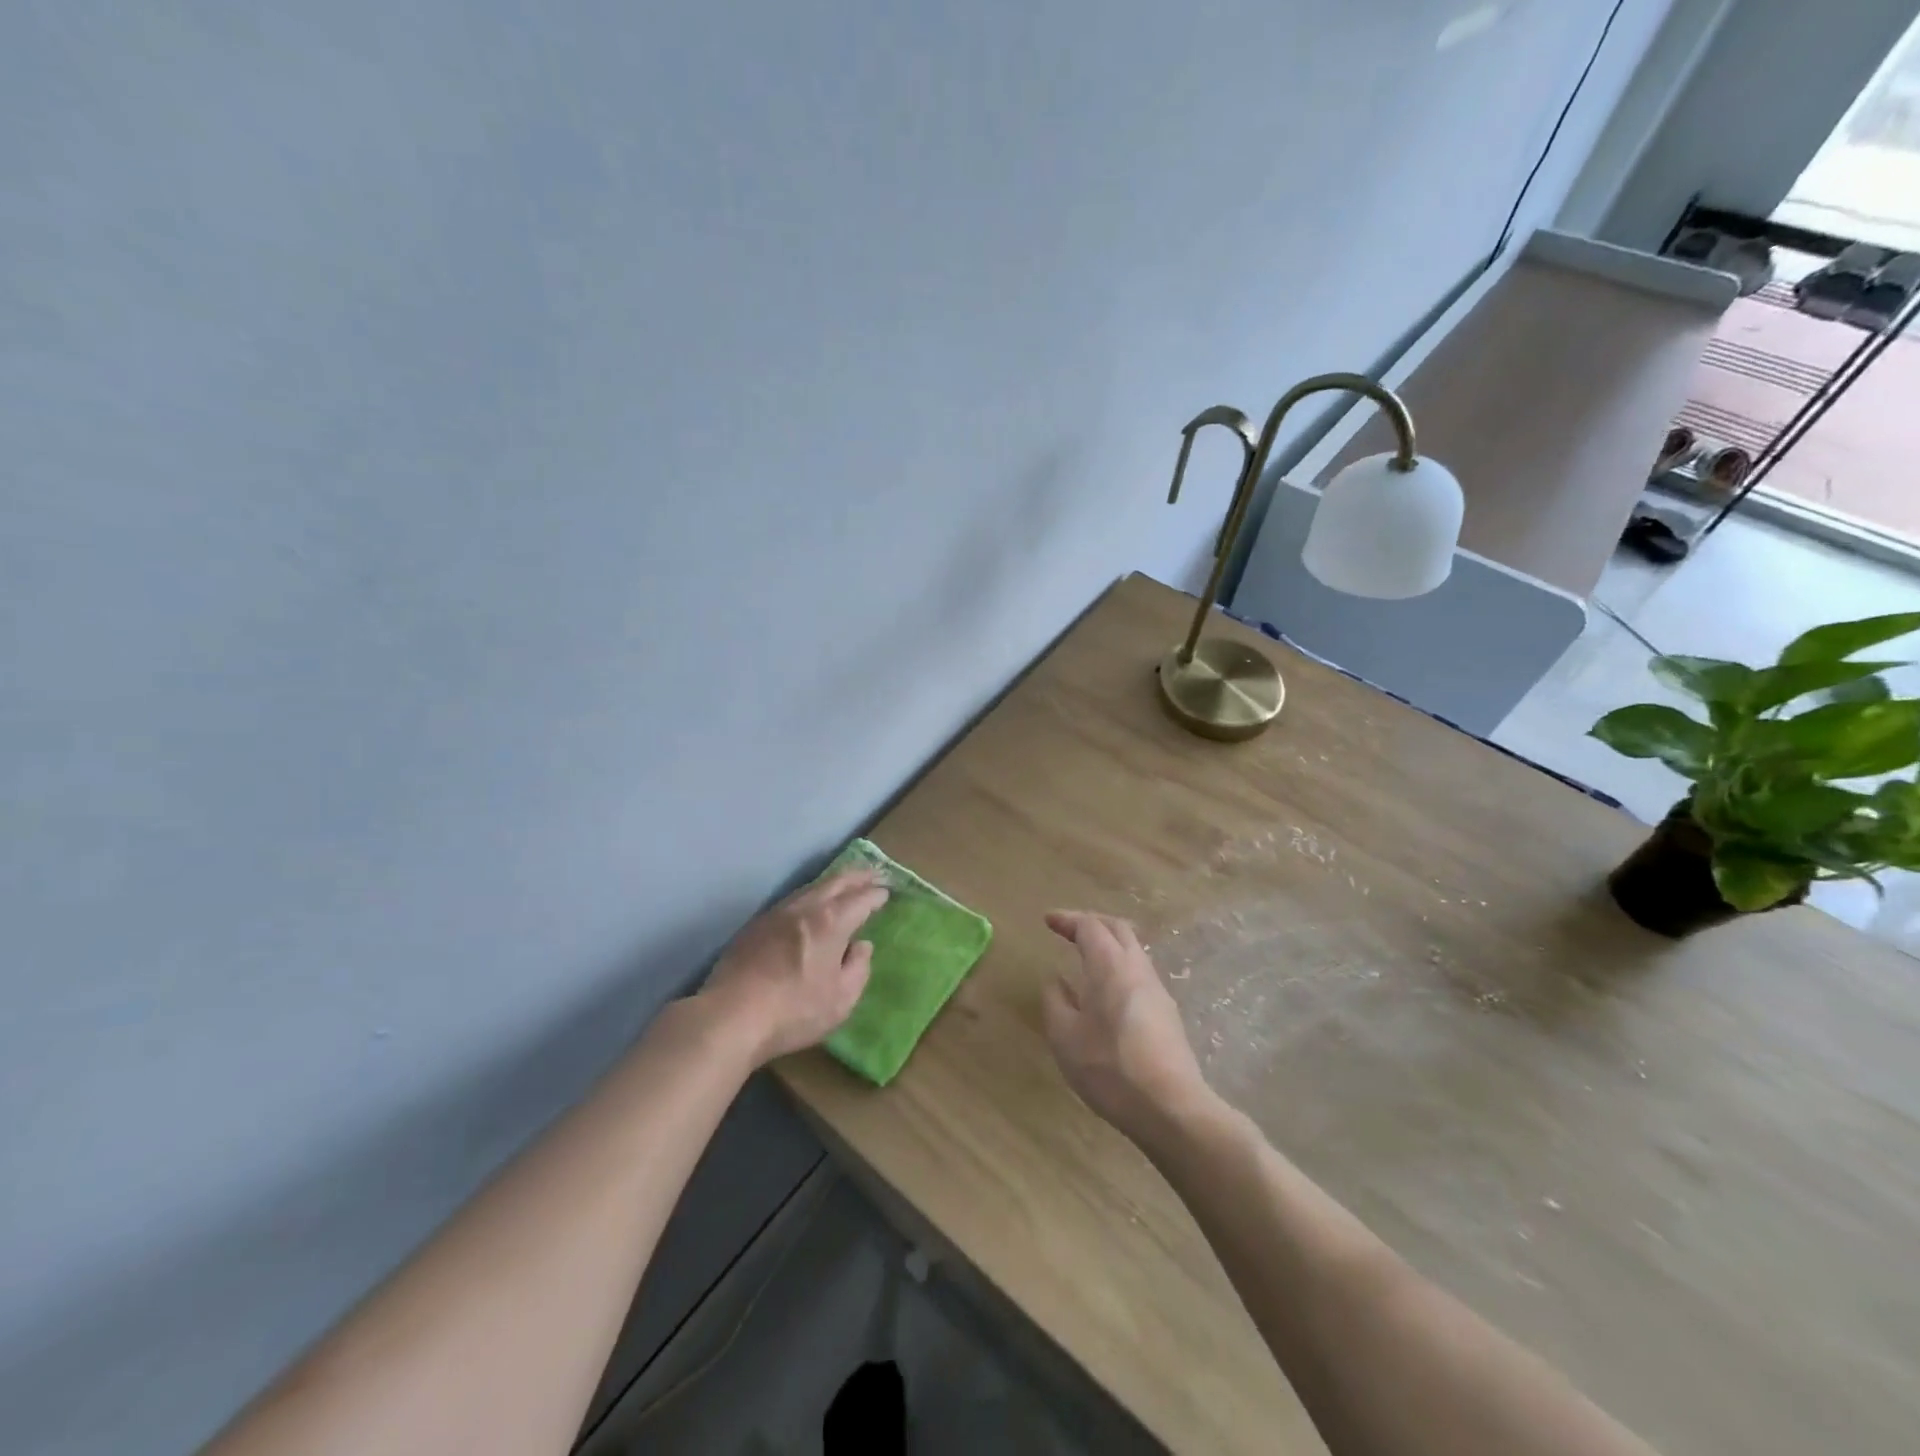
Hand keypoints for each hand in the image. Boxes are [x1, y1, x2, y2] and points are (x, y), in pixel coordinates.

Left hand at [702, 869, 888, 1065]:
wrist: (730, 1016)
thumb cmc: (794, 1011)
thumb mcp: (841, 999)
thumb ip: (858, 969)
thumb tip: (861, 946)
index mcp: (831, 921)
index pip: (861, 898)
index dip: (876, 894)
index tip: (886, 891)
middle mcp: (805, 907)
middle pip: (836, 882)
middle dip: (857, 876)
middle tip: (873, 873)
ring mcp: (776, 913)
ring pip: (811, 888)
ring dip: (832, 883)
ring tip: (844, 885)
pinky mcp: (755, 925)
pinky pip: (792, 900)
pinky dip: (810, 896)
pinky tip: (809, 906)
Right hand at [1041, 911, 1212, 1142]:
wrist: (1170, 1108)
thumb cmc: (1108, 1068)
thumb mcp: (1065, 1037)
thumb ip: (1056, 1001)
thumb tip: (1056, 980)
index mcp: (1110, 965)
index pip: (1090, 926)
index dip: (1068, 919)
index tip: (1048, 920)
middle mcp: (1137, 968)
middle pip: (1118, 929)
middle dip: (1091, 922)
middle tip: (1068, 929)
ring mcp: (1157, 990)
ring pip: (1133, 950)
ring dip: (1109, 943)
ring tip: (1086, 956)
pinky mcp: (1167, 1012)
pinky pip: (1139, 972)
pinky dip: (1119, 965)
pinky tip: (1106, 990)